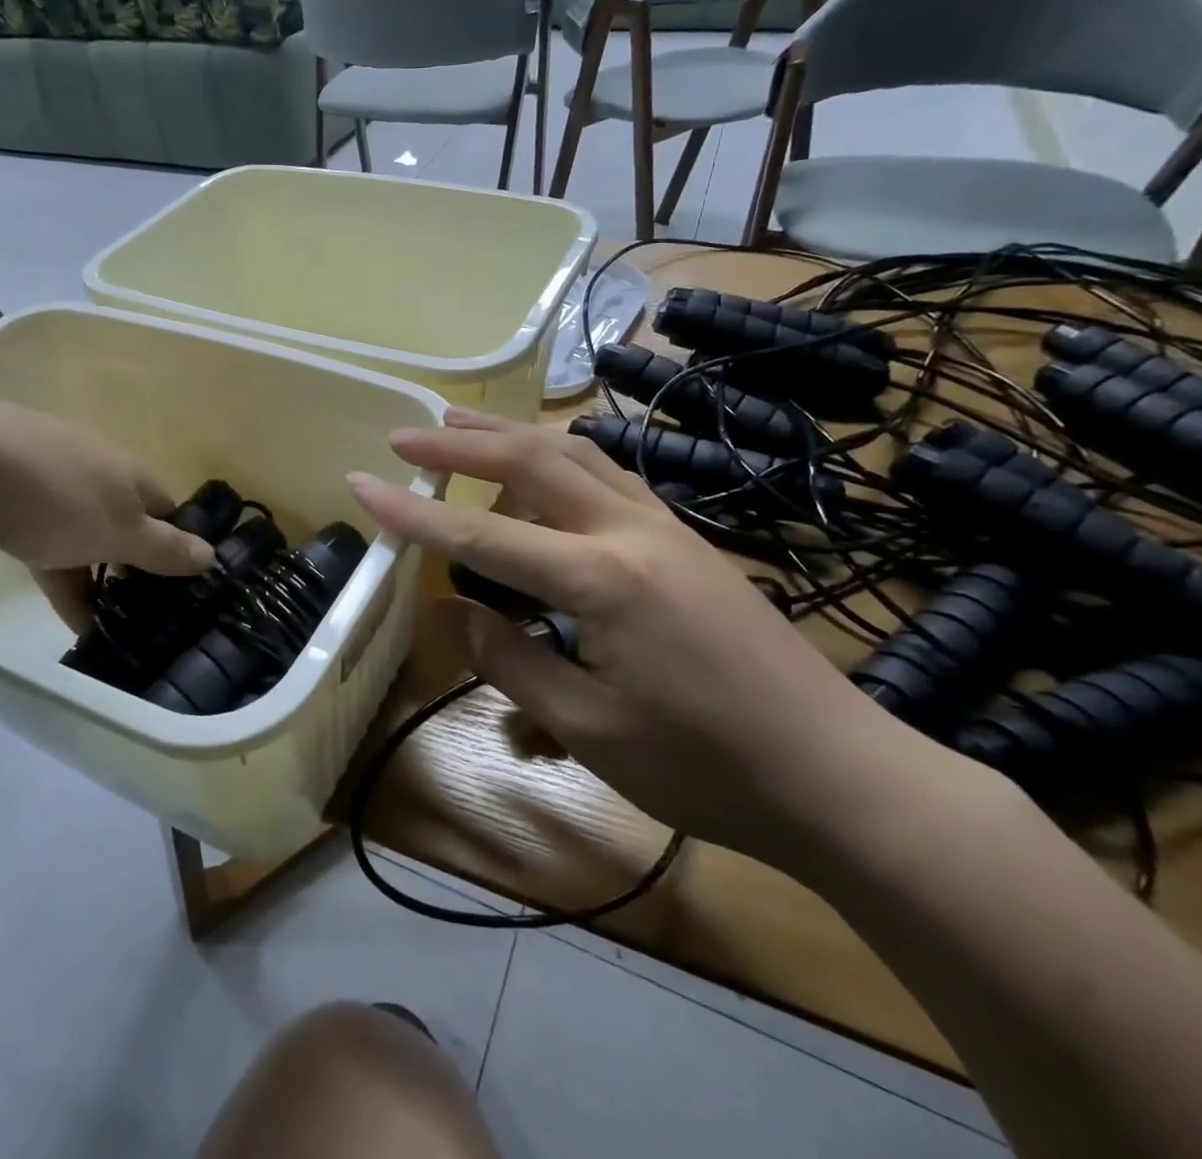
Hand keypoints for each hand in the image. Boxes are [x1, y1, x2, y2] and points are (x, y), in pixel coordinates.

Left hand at [0, 395, 214, 629]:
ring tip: (110, 628)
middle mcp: (97, 474)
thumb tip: (212, 555)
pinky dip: (60, 577)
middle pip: (126, 526)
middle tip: (146, 618)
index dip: (178, 548)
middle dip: (135, 569)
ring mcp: (50, 487)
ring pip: (85, 540)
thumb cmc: (57, 499)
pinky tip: (68, 617)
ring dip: (97, 580)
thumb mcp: (121, 531)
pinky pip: (47, 547)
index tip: (183, 592)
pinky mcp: (10, 505)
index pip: (168, 512)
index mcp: (130, 475)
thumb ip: (165, 548)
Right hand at [347, 407, 931, 866]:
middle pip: (532, 461)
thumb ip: (511, 660)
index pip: (483, 534)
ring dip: (512, 435)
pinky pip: (609, 476)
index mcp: (601, 579)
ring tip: (462, 425)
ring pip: (576, 454)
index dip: (414, 513)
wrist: (840, 776)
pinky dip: (559, 457)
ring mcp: (667, 528)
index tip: (361, 482)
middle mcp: (631, 531)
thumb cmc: (707, 766)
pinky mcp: (688, 539)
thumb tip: (457, 611)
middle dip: (461, 443)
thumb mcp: (589, 728)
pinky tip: (543, 466)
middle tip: (407, 434)